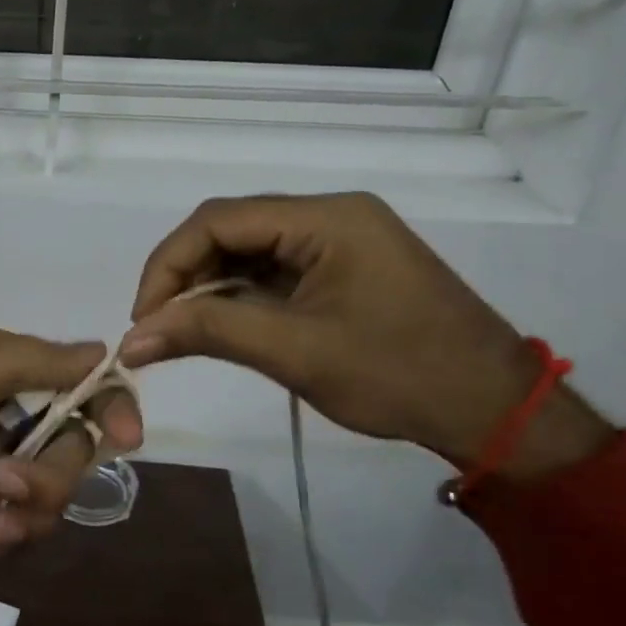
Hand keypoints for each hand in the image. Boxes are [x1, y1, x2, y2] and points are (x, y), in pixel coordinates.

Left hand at [0, 328, 142, 561]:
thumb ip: (35, 363)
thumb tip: (103, 349)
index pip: (73, 375)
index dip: (105, 404)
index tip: (126, 442)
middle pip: (66, 439)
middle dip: (52, 471)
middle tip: (6, 487)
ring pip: (44, 485)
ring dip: (28, 508)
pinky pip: (12, 518)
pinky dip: (6, 530)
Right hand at [119, 193, 611, 478]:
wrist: (494, 411)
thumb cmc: (399, 375)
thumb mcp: (295, 351)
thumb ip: (208, 331)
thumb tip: (130, 338)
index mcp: (327, 218)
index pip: (219, 220)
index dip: (169, 263)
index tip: (143, 316)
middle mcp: (330, 215)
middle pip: (230, 229)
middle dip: (185, 275)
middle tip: (156, 326)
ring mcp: (338, 240)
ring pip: (247, 250)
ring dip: (208, 287)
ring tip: (180, 330)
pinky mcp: (341, 268)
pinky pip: (272, 270)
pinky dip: (238, 296)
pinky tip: (220, 325)